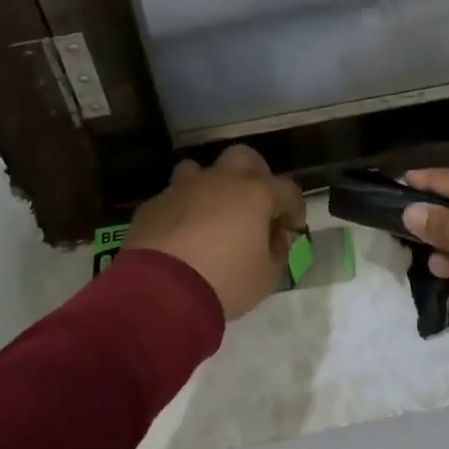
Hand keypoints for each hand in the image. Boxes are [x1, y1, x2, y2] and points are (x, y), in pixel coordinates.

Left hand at [125, 144, 305, 319]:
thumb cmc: (225, 281)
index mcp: (255, 194)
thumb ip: (278, 250)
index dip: (295, 206)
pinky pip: (172, 197)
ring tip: (212, 212)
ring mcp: (183, 188)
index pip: (287, 188)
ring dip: (210, 185)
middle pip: (244, 157)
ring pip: (200, 169)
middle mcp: (220, 180)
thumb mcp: (267, 276)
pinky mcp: (154, 204)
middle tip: (255, 203)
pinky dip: (181, 209)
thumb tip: (275, 235)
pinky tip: (179, 234)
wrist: (161, 290)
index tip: (292, 227)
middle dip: (255, 174)